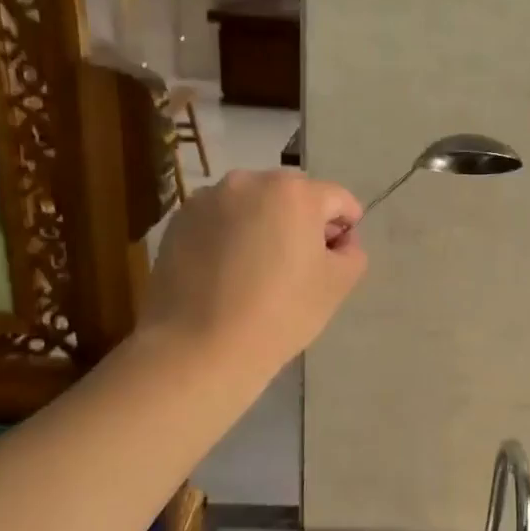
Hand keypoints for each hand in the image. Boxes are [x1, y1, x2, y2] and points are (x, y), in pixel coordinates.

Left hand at [140, 170, 367, 373]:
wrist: (198, 348)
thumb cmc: (280, 314)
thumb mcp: (338, 285)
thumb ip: (352, 252)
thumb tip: (337, 242)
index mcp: (294, 192)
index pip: (337, 199)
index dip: (345, 228)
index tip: (336, 261)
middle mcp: (248, 182)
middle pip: (291, 196)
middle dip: (302, 223)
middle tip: (299, 267)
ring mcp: (207, 200)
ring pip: (252, 206)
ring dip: (263, 226)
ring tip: (258, 271)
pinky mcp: (177, 223)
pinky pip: (219, 221)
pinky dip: (229, 238)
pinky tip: (226, 275)